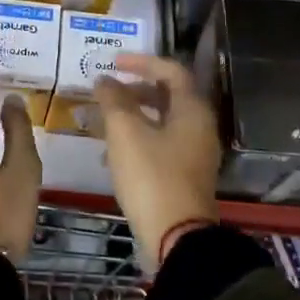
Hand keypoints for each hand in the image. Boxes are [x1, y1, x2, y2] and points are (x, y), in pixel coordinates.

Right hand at [94, 54, 221, 270]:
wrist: (176, 237)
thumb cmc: (152, 176)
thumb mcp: (126, 132)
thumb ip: (113, 100)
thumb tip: (104, 80)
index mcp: (192, 111)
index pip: (171, 71)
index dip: (141, 62)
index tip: (113, 62)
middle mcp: (199, 128)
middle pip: (167, 97)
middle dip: (133, 90)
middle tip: (105, 92)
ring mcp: (193, 155)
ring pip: (160, 123)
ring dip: (130, 116)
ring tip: (100, 122)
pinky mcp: (183, 176)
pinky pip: (158, 146)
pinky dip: (135, 140)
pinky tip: (109, 155)